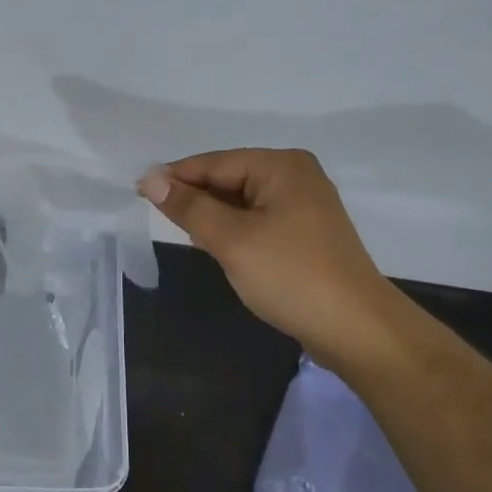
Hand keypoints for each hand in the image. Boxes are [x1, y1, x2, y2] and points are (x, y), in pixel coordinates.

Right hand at [138, 149, 403, 361]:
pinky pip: (256, 220)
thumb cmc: (290, 275)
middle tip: (159, 220)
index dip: (174, 177)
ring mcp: (303, 205)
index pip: (214, 163)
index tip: (136, 192)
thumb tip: (150, 178)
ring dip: (212, 217)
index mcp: (280, 166)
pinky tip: (216, 247)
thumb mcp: (232, 240)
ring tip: (185, 235)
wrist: (355, 328)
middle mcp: (294, 176)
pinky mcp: (304, 233)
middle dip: (195, 198)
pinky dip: (233, 230)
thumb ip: (189, 207)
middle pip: (228, 178)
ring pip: (240, 202)